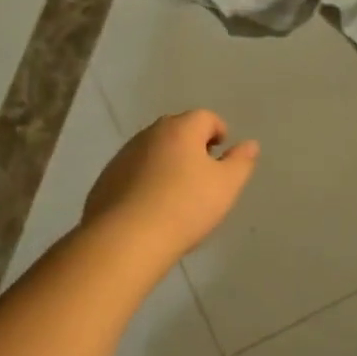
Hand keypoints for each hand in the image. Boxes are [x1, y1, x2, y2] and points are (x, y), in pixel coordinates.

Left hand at [83, 110, 258, 263]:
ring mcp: (124, 155)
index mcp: (180, 129)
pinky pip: (134, 170)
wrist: (126, 238)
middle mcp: (150, 134)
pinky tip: (151, 206)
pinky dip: (145, 179)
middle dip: (192, 144)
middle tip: (203, 173)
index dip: (218, 132)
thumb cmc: (185, 207)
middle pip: (177, 129)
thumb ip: (241, 162)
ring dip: (167, 161)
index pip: (205, 117)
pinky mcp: (107, 178)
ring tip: (177, 192)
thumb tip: (250, 144)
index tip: (222, 154)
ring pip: (153, 149)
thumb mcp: (225, 187)